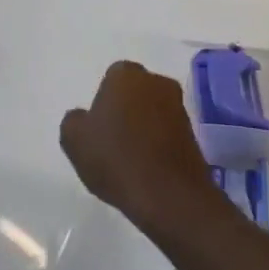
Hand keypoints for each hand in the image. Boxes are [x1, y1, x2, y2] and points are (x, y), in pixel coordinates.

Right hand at [60, 61, 221, 239]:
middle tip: (112, 140)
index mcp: (126, 74)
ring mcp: (179, 107)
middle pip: (135, 92)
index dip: (103, 102)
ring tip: (130, 159)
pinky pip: (168, 132)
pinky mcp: (194, 134)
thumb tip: (83, 117)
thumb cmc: (116, 158)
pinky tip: (148, 168)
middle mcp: (156, 81)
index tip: (97, 127)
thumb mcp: (74, 139)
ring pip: (153, 111)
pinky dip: (158, 144)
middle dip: (126, 109)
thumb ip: (74, 120)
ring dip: (144, 126)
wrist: (168, 195)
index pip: (111, 78)